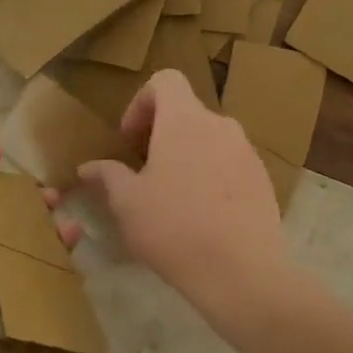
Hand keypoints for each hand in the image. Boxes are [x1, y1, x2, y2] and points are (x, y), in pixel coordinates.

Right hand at [78, 70, 287, 315]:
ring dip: (186, 156)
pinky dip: (210, 176)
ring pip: (209, 139)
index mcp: (184, 120)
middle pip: (186, 112)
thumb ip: (107, 176)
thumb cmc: (173, 227)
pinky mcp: (263, 180)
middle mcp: (220, 126)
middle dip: (160, 134)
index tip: (129, 140)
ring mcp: (247, 152)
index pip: (165, 80)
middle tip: (143, 170)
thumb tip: (88, 167)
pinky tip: (201, 215)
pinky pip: (229, 164)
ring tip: (171, 196)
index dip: (141, 102)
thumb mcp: (127, 203)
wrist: (242, 271)